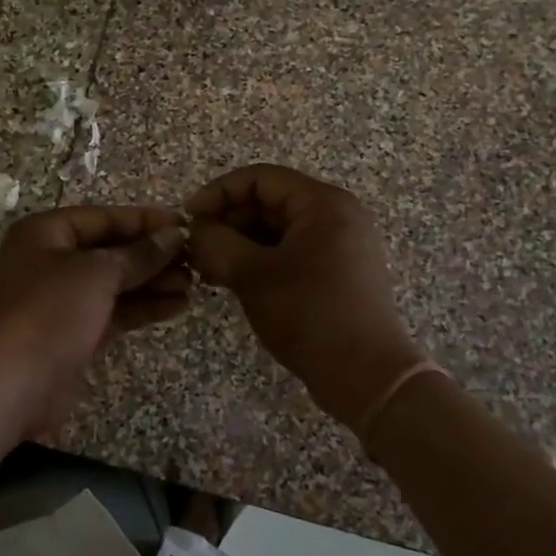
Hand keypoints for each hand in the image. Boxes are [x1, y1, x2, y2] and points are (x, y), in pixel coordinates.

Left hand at [0, 205, 190, 438]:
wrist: (10, 385)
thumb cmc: (50, 312)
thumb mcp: (97, 273)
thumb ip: (138, 254)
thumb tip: (174, 235)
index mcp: (46, 233)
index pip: (103, 218)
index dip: (144, 221)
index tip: (186, 225)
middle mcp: (51, 261)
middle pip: (110, 250)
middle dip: (152, 255)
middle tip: (195, 260)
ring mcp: (62, 300)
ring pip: (115, 283)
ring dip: (152, 282)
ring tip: (194, 284)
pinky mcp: (74, 334)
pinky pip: (114, 311)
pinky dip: (143, 308)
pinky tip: (177, 306)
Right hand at [186, 165, 424, 428]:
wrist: (367, 376)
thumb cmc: (310, 314)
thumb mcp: (253, 274)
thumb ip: (217, 243)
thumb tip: (196, 230)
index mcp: (323, 204)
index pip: (260, 179)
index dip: (218, 192)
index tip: (188, 217)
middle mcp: (336, 215)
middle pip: (268, 202)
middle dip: (227, 222)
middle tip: (195, 249)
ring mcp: (340, 245)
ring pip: (277, 230)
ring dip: (239, 244)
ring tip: (207, 269)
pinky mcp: (337, 272)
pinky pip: (290, 252)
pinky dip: (259, 260)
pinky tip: (231, 281)